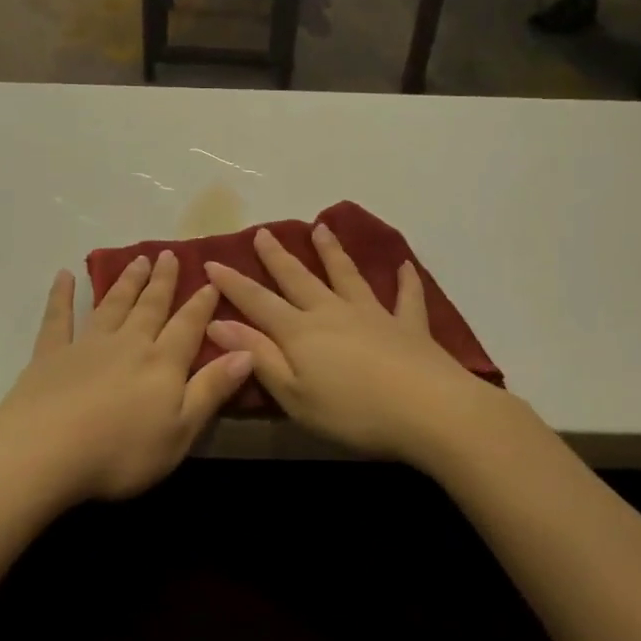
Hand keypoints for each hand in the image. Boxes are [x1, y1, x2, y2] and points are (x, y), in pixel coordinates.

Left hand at [0, 253, 253, 503]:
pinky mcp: (50, 354)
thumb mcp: (180, 430)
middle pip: (150, 307)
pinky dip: (62, 295)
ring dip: (126, 282)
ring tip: (137, 260)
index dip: (201, 304)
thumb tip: (247, 351)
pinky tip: (65, 275)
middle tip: (168, 254)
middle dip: (162, 281)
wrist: (46, 451)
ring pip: (112, 305)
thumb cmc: (121, 452)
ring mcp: (87, 345)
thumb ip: (212, 389)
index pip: (188, 326)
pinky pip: (59, 318)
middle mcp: (128, 344)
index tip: (210, 280)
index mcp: (162, 363)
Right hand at [204, 225, 506, 463]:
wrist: (428, 411)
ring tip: (321, 229)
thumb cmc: (352, 412)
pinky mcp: (409, 327)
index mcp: (300, 332)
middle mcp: (332, 313)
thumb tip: (218, 322)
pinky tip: (404, 267)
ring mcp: (373, 315)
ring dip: (332, 253)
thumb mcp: (293, 393)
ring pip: (347, 276)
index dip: (233, 283)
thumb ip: (258, 356)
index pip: (257, 301)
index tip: (211, 262)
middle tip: (264, 232)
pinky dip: (405, 282)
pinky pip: (406, 299)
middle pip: (299, 279)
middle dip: (278, 257)